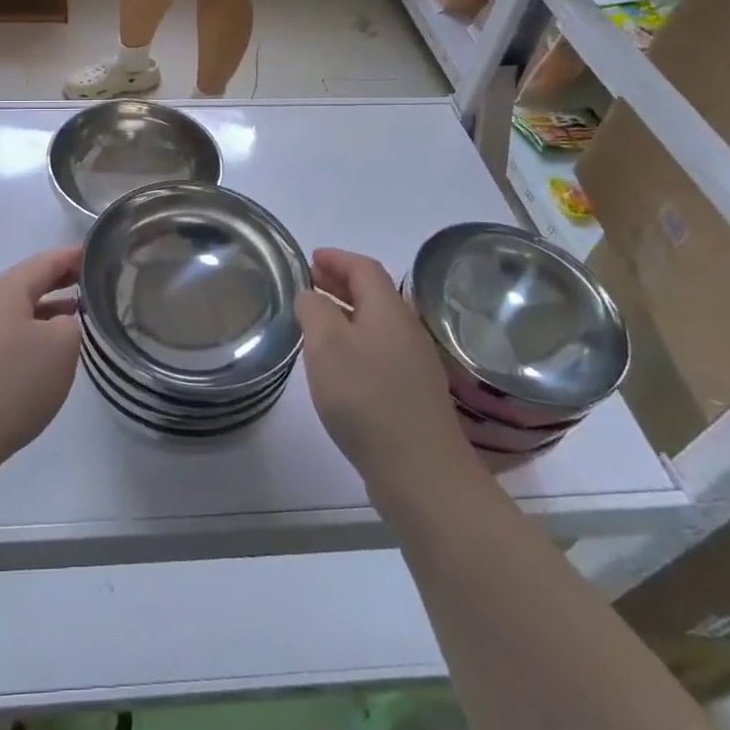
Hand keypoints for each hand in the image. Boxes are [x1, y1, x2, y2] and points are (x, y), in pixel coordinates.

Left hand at [0, 246, 83, 477]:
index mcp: (4, 290)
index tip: (94, 254)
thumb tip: (58, 325)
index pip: (44, 262)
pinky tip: (38, 363)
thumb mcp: (61, 347)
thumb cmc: (11, 382)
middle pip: (24, 286)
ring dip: (41, 314)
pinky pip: (0, 341)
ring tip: (71, 323)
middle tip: (88, 285)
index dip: (71, 257)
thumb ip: (70, 326)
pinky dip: (25, 340)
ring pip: (11, 315)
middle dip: (56, 283)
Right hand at [296, 248, 481, 495]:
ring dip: (346, 312)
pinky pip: (380, 349)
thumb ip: (313, 310)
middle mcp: (406, 330)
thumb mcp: (326, 345)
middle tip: (309, 282)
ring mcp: (413, 363)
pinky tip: (338, 362)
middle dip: (341, 282)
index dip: (337, 258)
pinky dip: (355, 340)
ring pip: (376, 323)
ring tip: (316, 319)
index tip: (311, 258)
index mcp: (388, 311)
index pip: (364, 268)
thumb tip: (310, 295)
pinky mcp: (412, 393)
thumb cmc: (366, 397)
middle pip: (374, 293)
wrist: (420, 471)